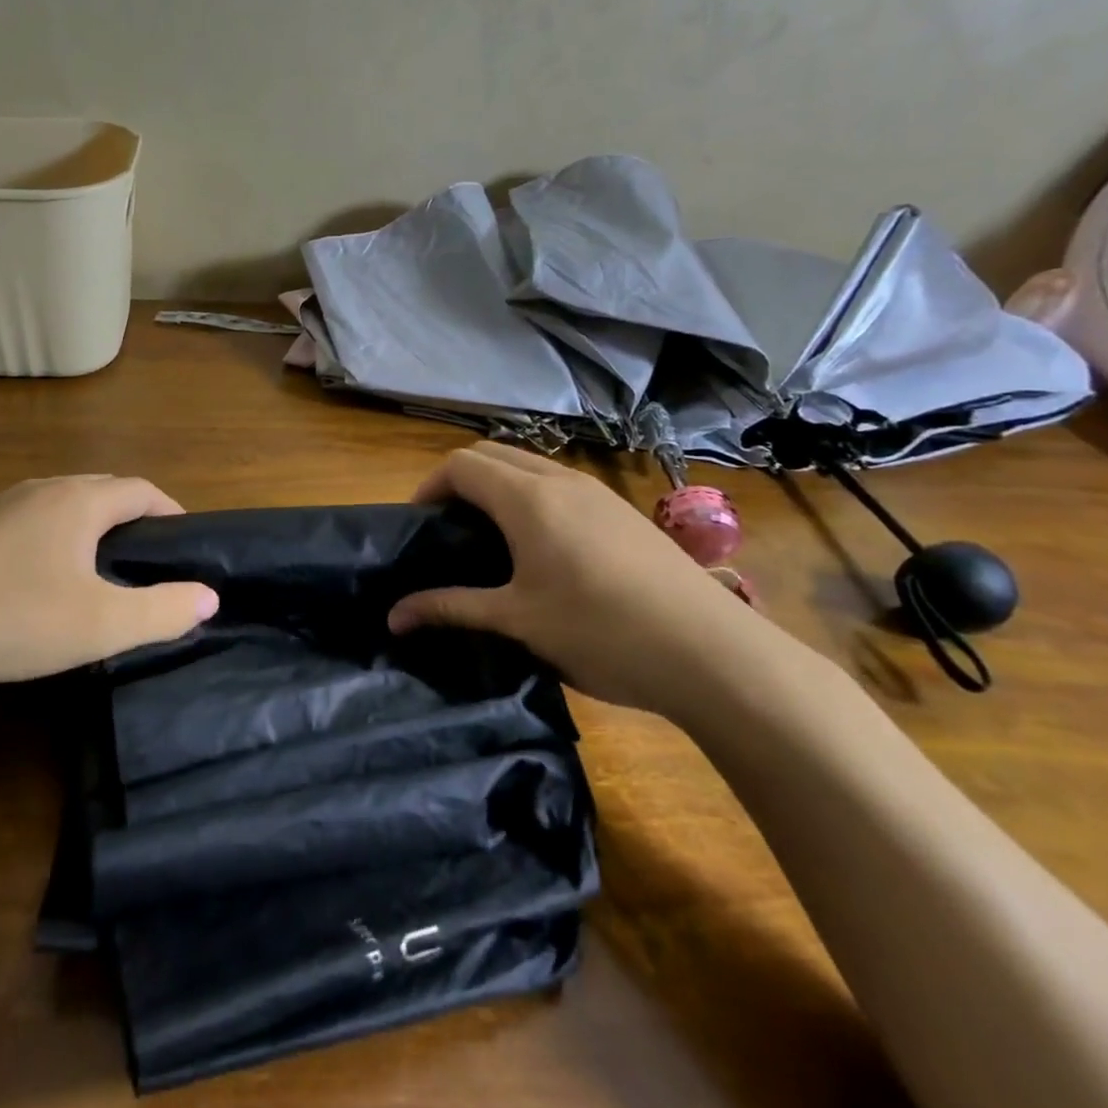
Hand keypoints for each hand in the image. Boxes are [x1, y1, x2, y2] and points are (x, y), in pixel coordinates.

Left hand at [0, 475, 218, 688]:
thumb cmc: (15, 618)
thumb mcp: (101, 624)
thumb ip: (163, 611)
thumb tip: (209, 597)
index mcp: (78, 502)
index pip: (139, 491)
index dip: (168, 510)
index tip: (183, 539)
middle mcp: (40, 490)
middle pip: (100, 489)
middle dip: (129, 514)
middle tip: (145, 554)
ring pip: (58, 503)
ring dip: (86, 524)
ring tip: (96, 563)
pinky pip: (24, 521)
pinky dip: (48, 537)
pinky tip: (36, 575)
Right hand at [386, 443, 793, 718]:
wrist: (713, 654)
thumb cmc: (601, 632)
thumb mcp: (517, 621)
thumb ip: (451, 608)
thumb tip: (393, 617)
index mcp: (527, 498)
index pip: (461, 464)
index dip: (430, 486)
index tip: (419, 526)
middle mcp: (561, 480)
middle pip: (493, 453)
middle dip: (460, 480)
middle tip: (448, 528)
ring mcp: (598, 492)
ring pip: (530, 465)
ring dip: (499, 485)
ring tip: (491, 537)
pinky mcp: (623, 511)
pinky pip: (561, 484)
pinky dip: (532, 496)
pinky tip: (544, 548)